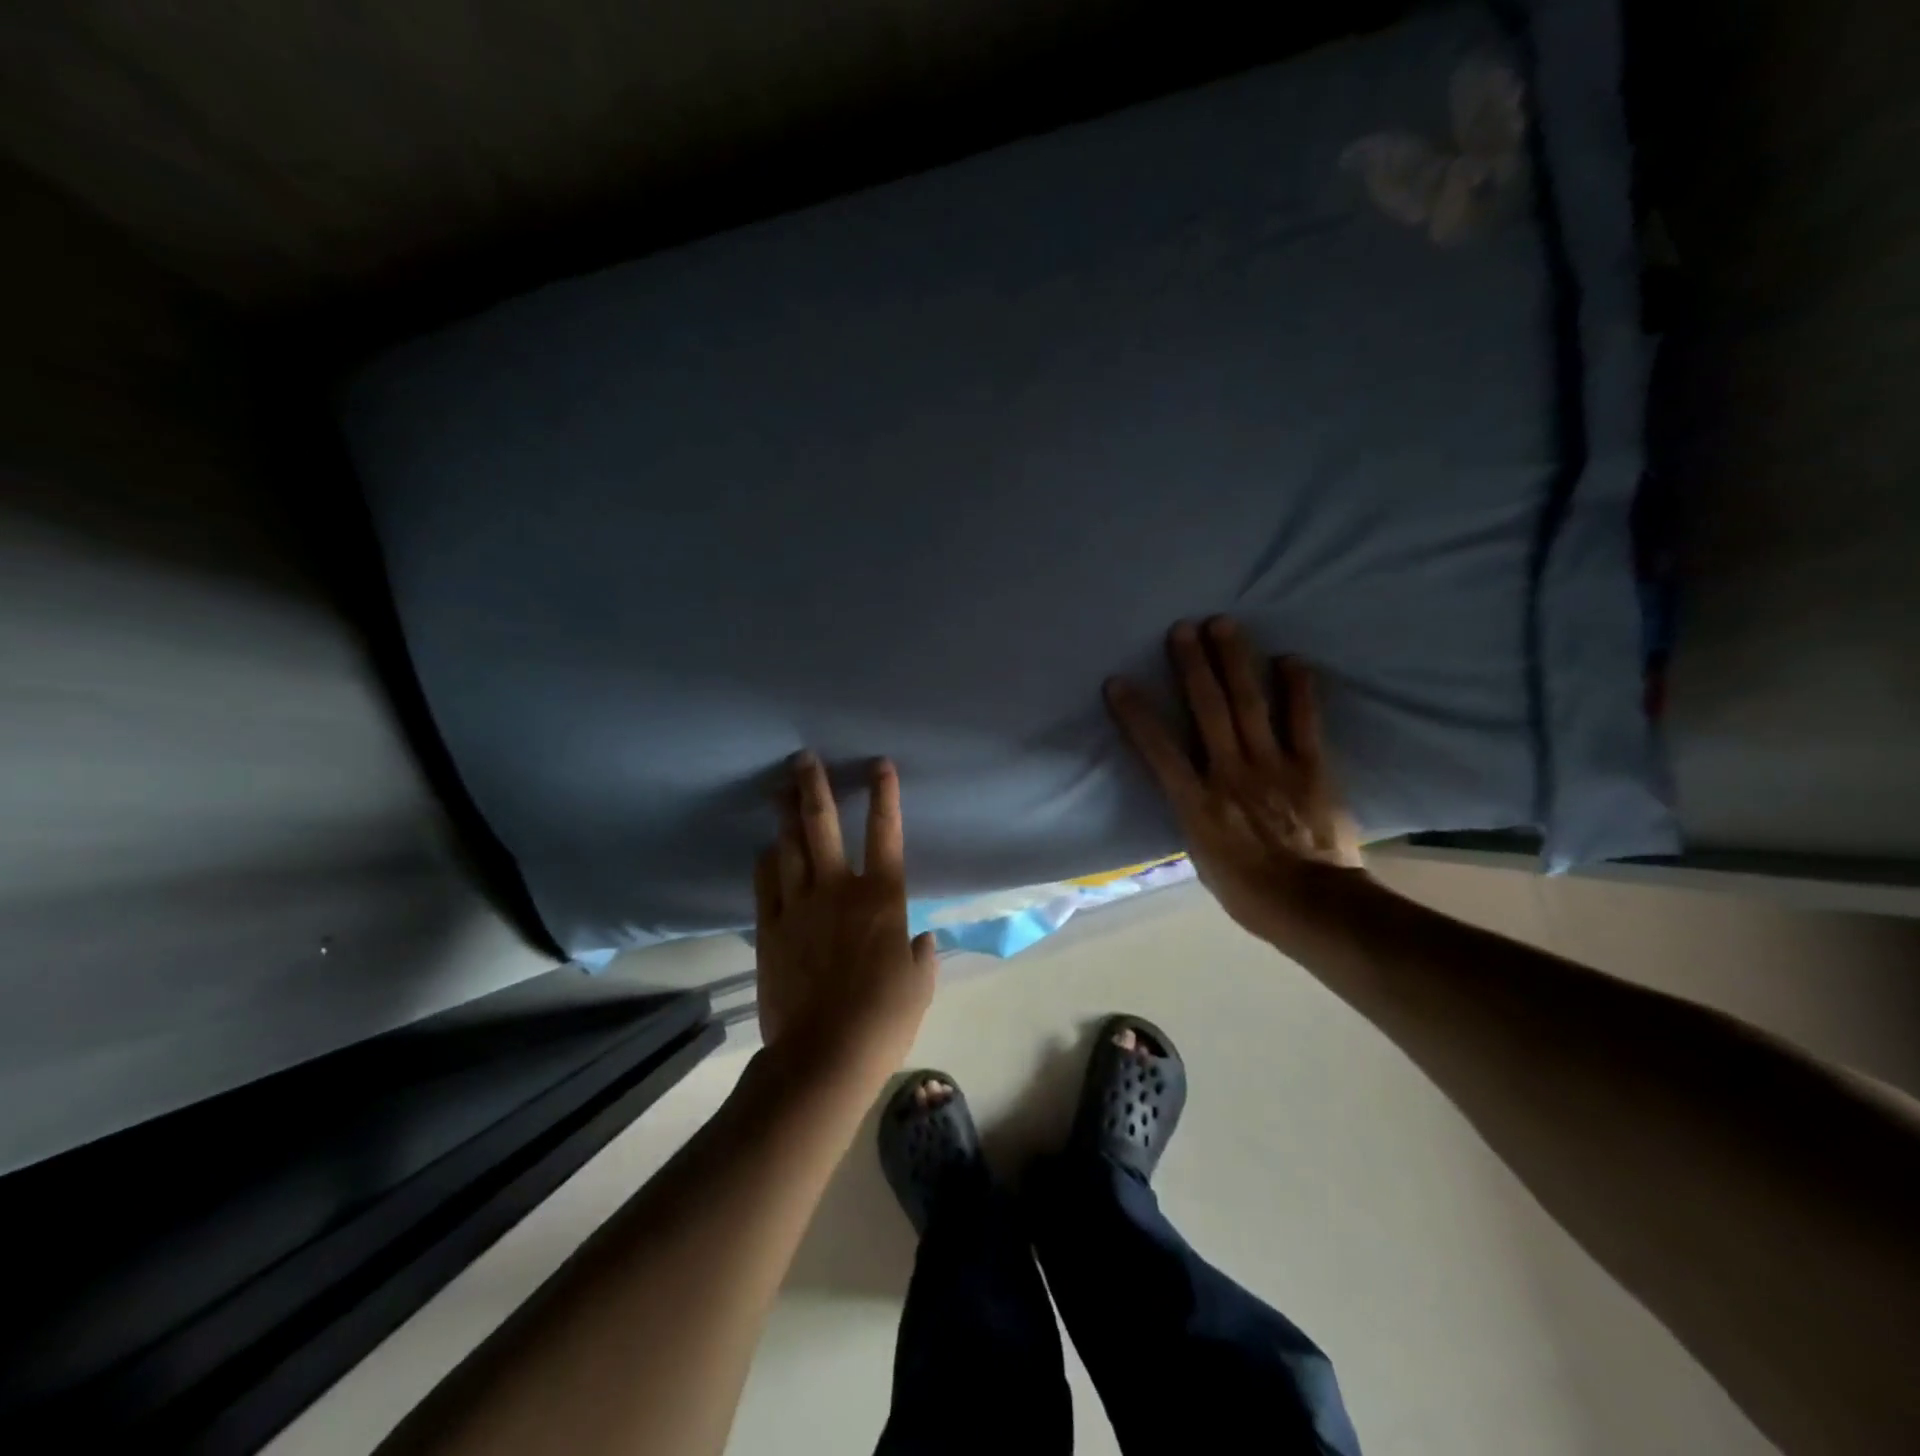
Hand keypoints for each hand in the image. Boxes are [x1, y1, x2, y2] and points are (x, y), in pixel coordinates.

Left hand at [754, 753, 937, 1082]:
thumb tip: (922, 940)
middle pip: (822, 824)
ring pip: (789, 846)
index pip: (886, 833)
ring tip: (779, 787)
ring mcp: (798, 906)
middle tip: (804, 758)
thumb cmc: (883, 1019)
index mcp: (882, 898)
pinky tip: (767, 848)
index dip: (885, 794)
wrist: (824, 1054)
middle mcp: (838, 889)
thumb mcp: (919, 986)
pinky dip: (767, 861)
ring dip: (784, 814)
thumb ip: (922, 956)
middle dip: (814, 786)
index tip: (879, 764)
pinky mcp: (770, 929)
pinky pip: (765, 883)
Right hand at [1105, 617, 1363, 943]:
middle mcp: (1230, 773)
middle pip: (1207, 710)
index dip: (1136, 714)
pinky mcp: (1311, 766)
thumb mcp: (1201, 858)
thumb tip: (1190, 792)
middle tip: (1181, 628)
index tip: (1117, 682)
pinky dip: (1298, 688)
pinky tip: (1291, 659)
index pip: (1158, 750)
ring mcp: (1272, 765)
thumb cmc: (1248, 891)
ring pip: (1249, 704)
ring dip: (1235, 662)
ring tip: (1224, 624)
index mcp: (1197, 803)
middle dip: (1192, 666)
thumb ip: (1193, 816)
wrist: (1314, 906)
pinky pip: (1304, 720)